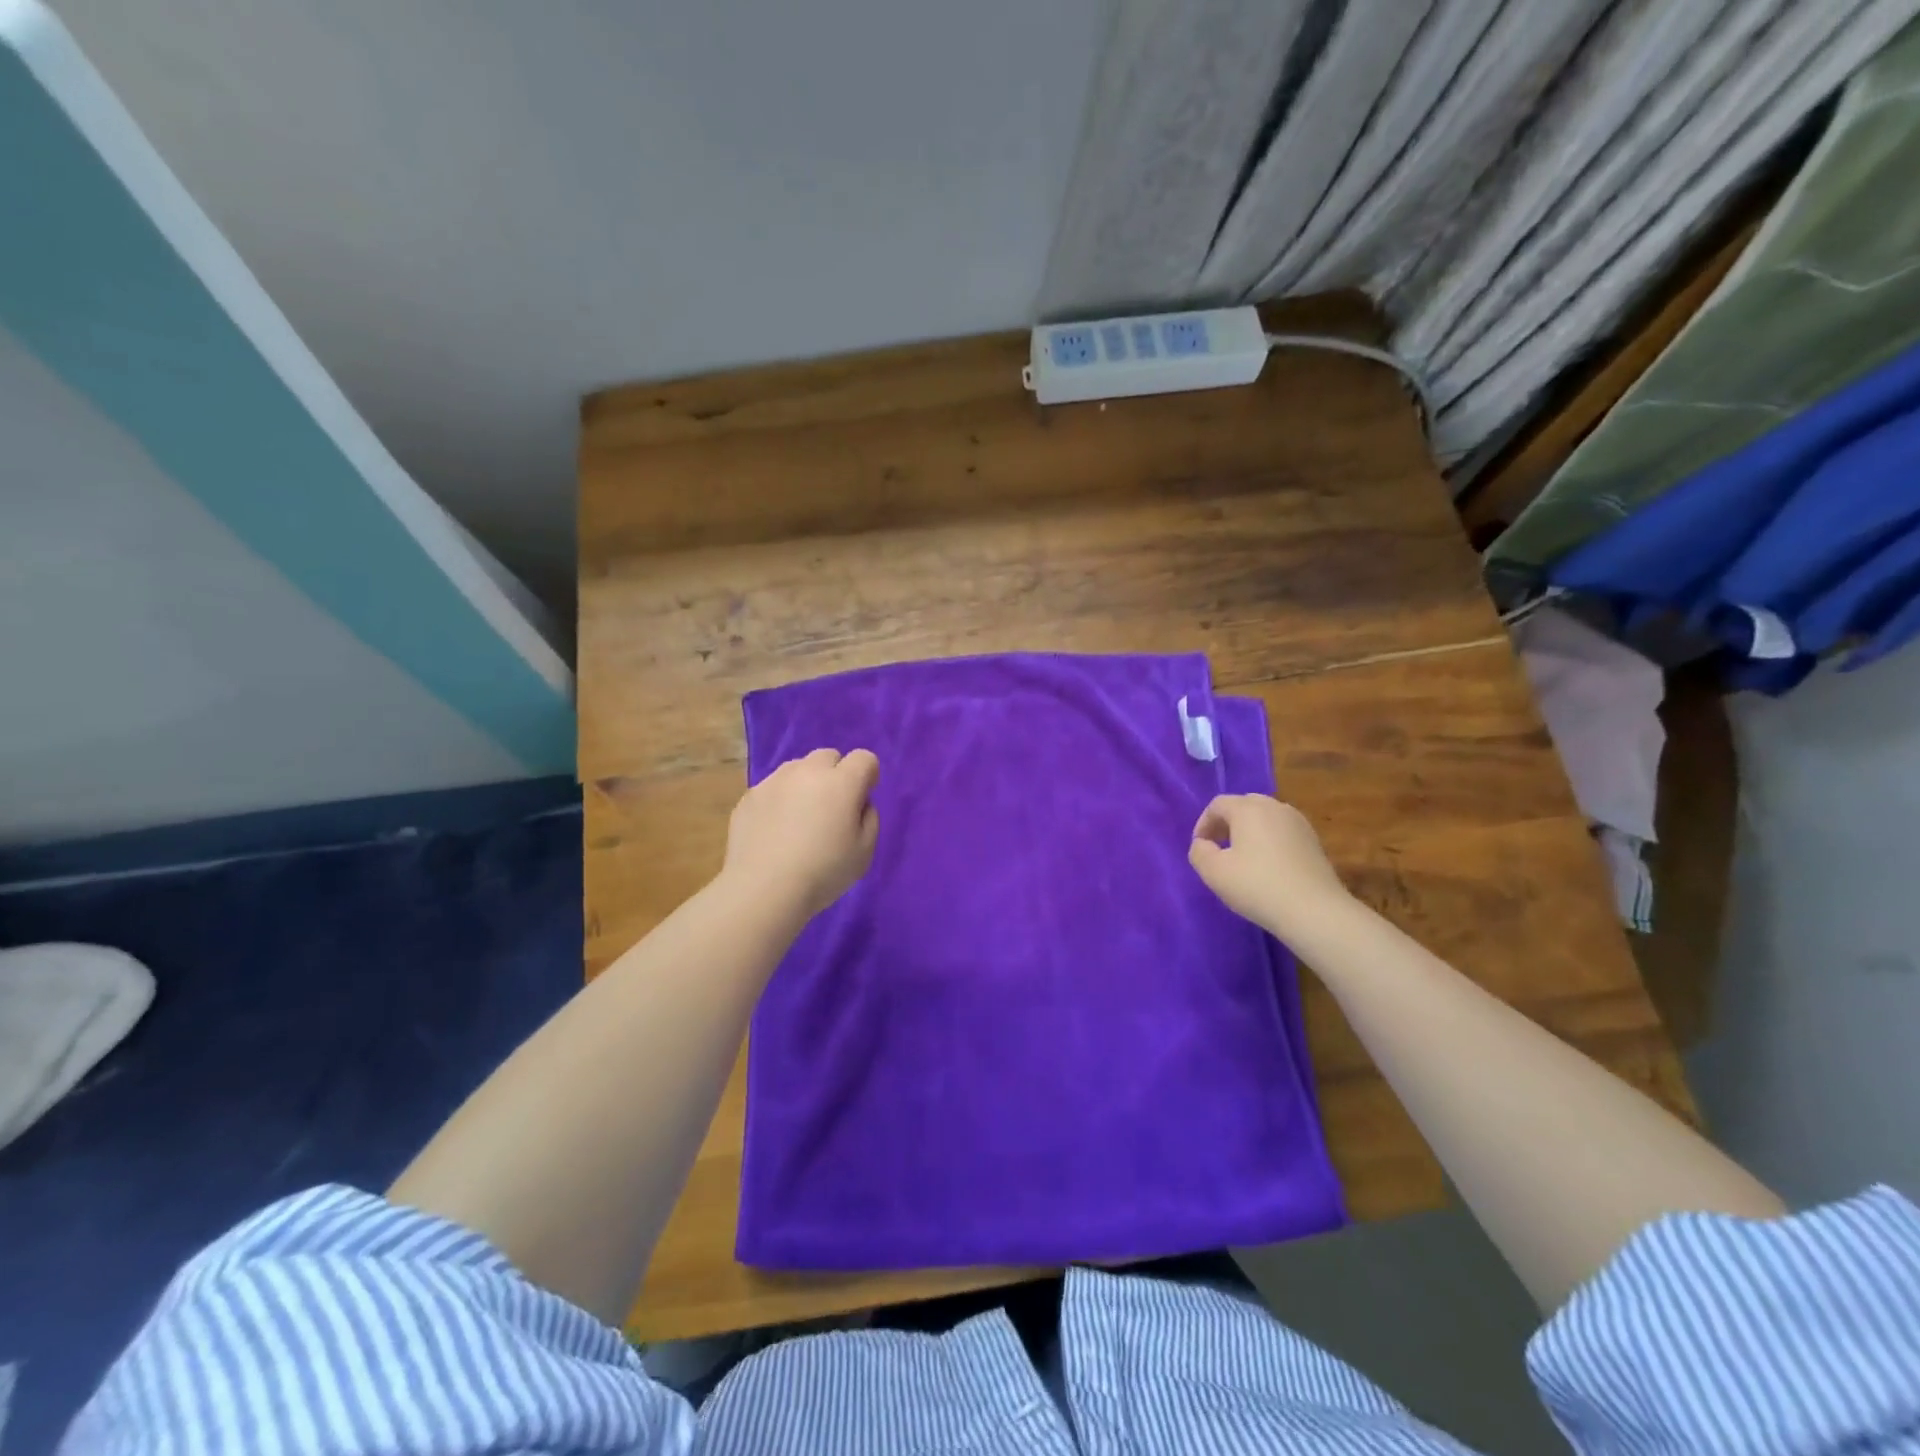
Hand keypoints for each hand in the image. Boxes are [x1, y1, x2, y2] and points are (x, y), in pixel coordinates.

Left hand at [721, 748, 880, 917]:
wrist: (764, 889)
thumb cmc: (824, 872)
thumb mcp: (865, 851)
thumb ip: (869, 817)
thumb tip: (858, 803)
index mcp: (842, 782)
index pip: (864, 758)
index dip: (868, 777)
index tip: (861, 801)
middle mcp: (807, 771)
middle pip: (828, 756)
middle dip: (835, 775)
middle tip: (831, 809)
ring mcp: (774, 781)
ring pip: (797, 769)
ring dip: (806, 784)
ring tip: (800, 819)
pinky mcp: (749, 797)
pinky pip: (772, 789)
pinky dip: (779, 801)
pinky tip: (774, 832)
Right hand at [1189, 794, 1351, 936]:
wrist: (1315, 910)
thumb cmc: (1257, 886)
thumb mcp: (1213, 872)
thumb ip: (1199, 852)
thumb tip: (1203, 844)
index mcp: (1248, 808)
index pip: (1218, 805)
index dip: (1203, 824)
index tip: (1200, 847)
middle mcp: (1275, 807)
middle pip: (1244, 806)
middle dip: (1227, 823)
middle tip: (1219, 848)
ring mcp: (1299, 823)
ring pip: (1266, 818)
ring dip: (1249, 832)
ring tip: (1243, 858)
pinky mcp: (1314, 841)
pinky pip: (1283, 832)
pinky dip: (1270, 841)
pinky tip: (1268, 867)